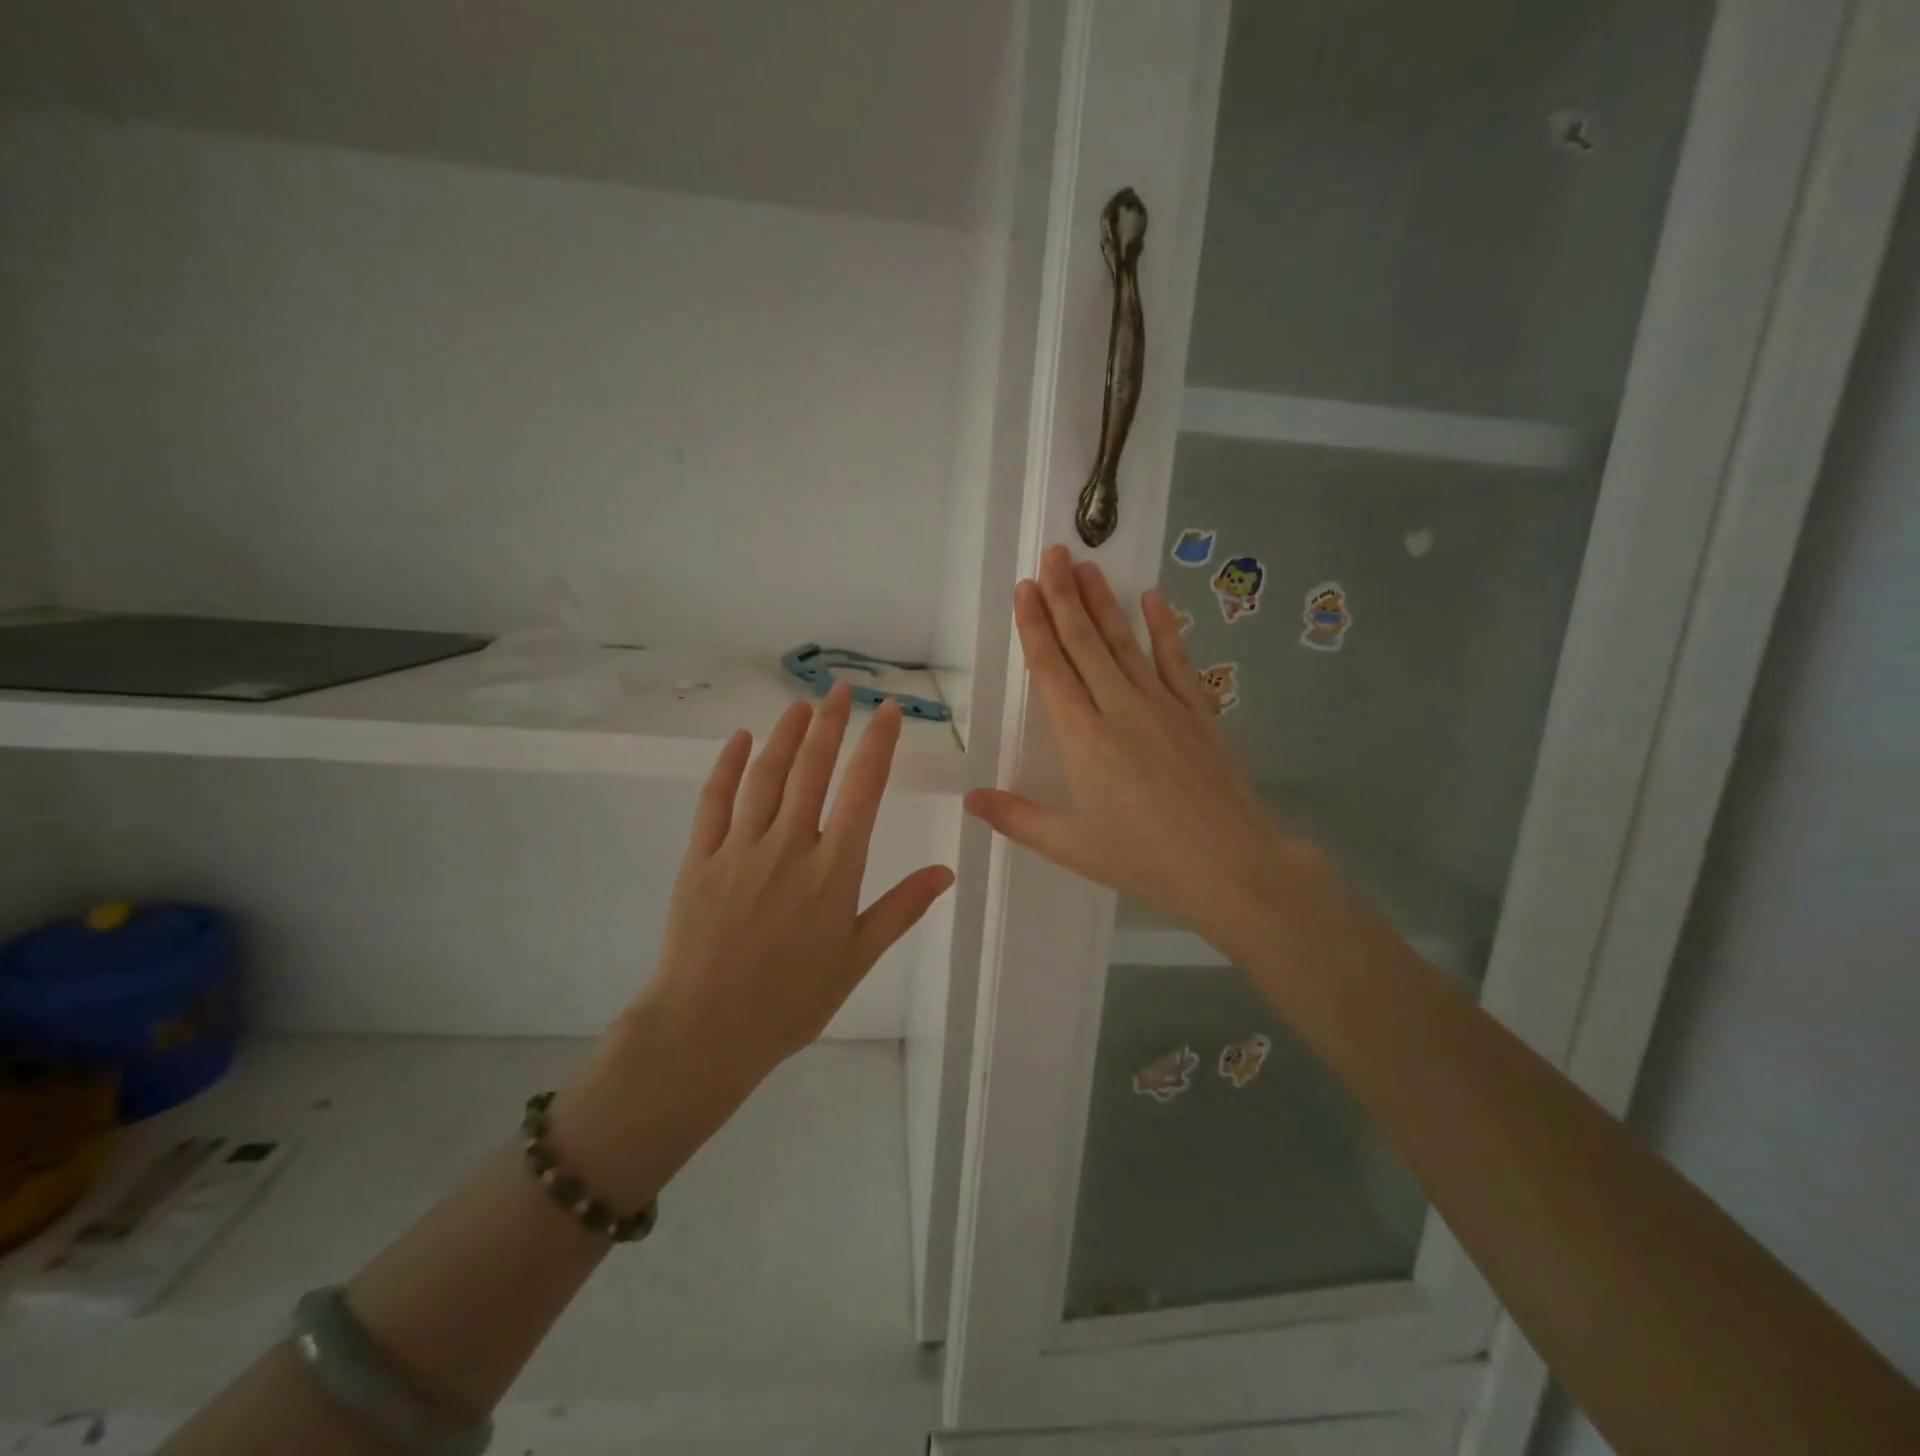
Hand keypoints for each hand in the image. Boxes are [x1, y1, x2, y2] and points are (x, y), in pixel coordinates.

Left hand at [554, 686, 953, 1207]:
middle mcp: (789, 846)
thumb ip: (901, 909)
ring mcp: (740, 848)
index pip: (863, 790)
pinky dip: (728, 765)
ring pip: (767, 776)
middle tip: (842, 691)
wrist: (706, 1031)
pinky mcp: (699, 858)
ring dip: (786, 734)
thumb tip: (946, 871)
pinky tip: (740, 739)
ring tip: (801, 704)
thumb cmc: (791, 1000)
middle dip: (831, 723)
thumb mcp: (856, 958)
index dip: (878, 744)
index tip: (888, 711)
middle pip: (813, 769)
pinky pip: (714, 801)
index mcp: (834, 870)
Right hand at [966, 545, 1317, 945]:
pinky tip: (1153, 599)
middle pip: (1085, 642)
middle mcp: (1119, 708)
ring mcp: (1163, 705)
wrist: (1231, 865)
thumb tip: (969, 799)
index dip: (1035, 626)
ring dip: (1104, 602)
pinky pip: (1177, 660)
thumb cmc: (1144, 858)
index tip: (1025, 588)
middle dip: (1064, 596)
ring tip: (1087, 566)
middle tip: (1053, 554)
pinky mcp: (1198, 711)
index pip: (1051, 669)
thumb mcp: (1071, 846)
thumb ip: (1017, 817)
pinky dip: (1164, 628)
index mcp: (1082, 738)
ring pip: (1126, 642)